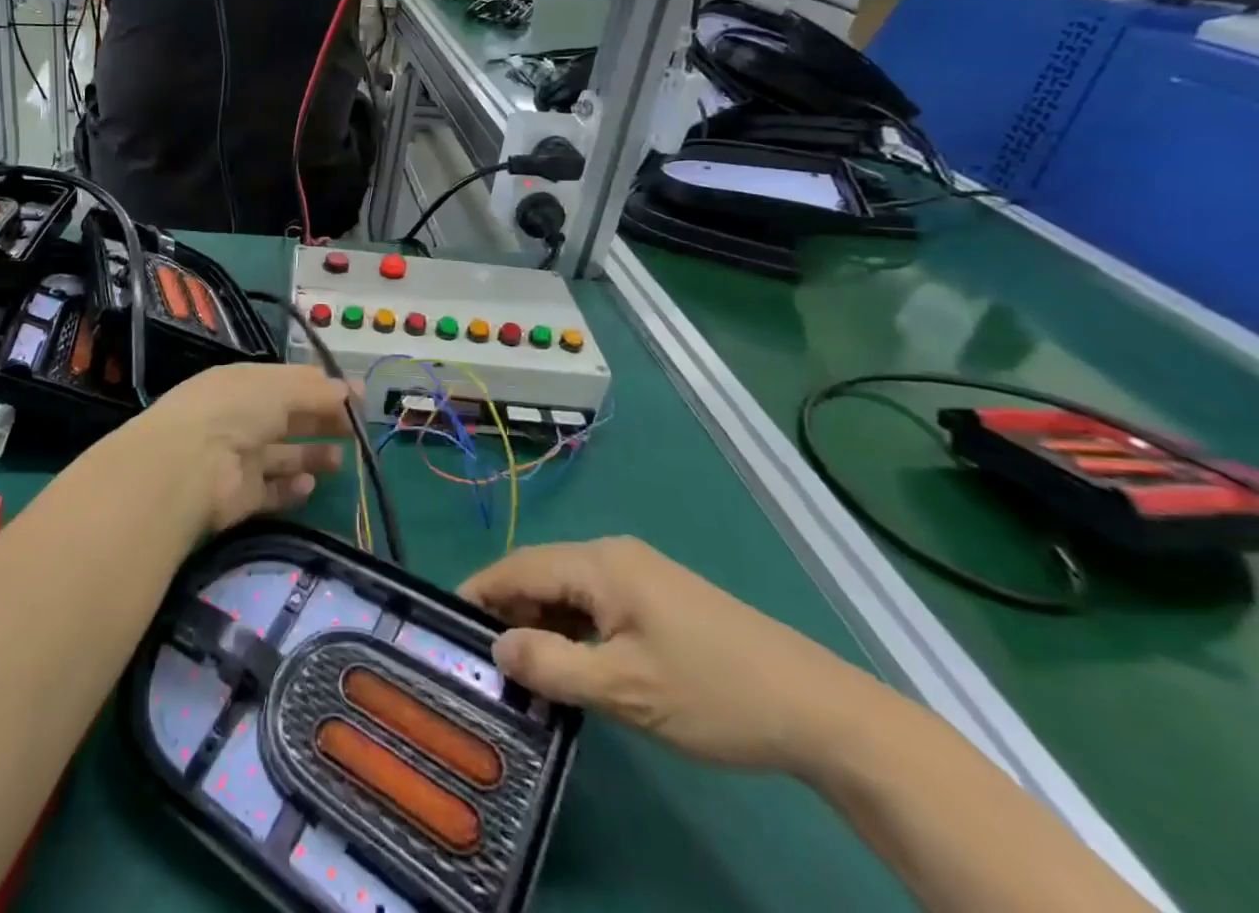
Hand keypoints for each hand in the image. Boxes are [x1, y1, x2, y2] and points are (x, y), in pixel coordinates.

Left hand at [120, 364, 350, 534]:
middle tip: (356, 430)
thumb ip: (316, 391)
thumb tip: (349, 390)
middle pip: (289, 419)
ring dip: (310, 456)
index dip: (322, 387)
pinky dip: (291, 489)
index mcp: (245, 384)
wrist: (190, 466)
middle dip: (321, 421)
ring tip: (338, 461)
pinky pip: (271, 491)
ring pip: (282, 456)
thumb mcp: (280, 388)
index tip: (357, 396)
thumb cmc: (236, 410)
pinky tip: (309, 485)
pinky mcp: (240, 497)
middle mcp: (240, 418)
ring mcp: (238, 459)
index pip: (288, 382)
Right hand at [459, 537, 881, 774]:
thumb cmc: (712, 692)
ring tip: (519, 668)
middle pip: (542, 573)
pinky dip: (571, 628)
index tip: (447, 620)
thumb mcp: (624, 689)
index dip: (481, 590)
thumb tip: (495, 648)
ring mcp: (639, 574)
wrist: (816, 707)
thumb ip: (552, 666)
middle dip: (508, 610)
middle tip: (482, 658)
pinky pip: (595, 603)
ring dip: (540, 622)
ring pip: (568, 590)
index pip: (521, 565)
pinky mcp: (657, 598)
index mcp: (601, 564)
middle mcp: (613, 555)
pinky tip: (569, 664)